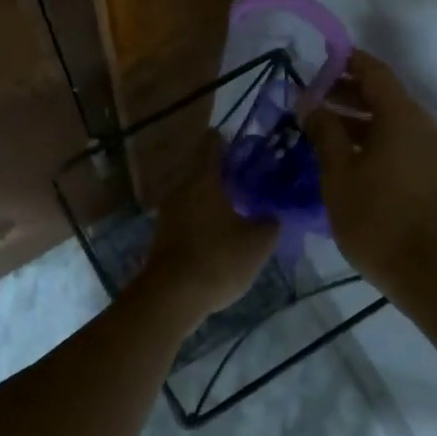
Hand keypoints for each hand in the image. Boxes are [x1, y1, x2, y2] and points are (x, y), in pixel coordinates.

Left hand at [139, 132, 277, 330]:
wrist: (172, 296)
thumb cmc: (218, 259)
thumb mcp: (258, 243)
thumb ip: (270, 222)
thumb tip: (272, 213)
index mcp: (204, 178)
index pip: (213, 144)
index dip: (227, 139)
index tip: (243, 141)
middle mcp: (182, 187)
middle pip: (201, 168)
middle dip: (222, 170)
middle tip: (248, 175)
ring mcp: (169, 211)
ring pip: (193, 192)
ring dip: (212, 194)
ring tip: (238, 202)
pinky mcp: (164, 234)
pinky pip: (187, 213)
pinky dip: (203, 214)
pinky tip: (220, 228)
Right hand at [304, 50, 436, 294]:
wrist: (427, 271)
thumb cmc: (376, 219)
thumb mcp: (339, 173)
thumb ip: (323, 131)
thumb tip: (308, 101)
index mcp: (402, 117)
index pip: (374, 72)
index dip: (346, 61)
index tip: (317, 60)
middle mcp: (421, 125)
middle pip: (383, 94)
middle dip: (346, 91)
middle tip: (309, 97)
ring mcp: (430, 149)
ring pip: (390, 119)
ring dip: (356, 116)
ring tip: (318, 126)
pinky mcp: (430, 171)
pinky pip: (398, 140)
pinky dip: (371, 136)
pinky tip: (342, 153)